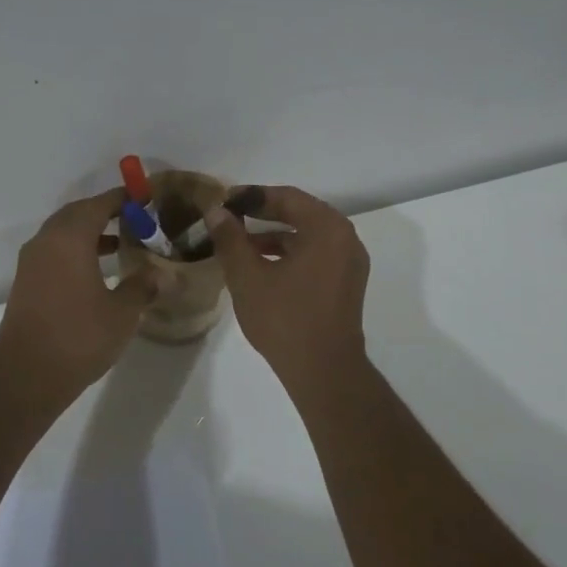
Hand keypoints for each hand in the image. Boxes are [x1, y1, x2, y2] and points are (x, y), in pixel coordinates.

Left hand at [0, 188, 156, 406]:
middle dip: (103, 212)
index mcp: (69, 239)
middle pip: (76, 214)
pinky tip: (96, 270)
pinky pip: (53, 252)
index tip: (143, 197)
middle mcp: (46, 242)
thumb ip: (141, 287)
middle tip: (132, 218)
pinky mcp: (26, 282)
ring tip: (120, 242)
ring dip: (88, 232)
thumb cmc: (79, 337)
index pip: (97, 205)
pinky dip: (75, 250)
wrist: (27, 374)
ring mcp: (31, 262)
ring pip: (62, 233)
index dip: (121, 199)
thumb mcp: (122, 313)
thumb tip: (159, 274)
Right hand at [204, 185, 369, 389]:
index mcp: (327, 228)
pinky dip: (290, 253)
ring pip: (308, 236)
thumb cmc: (284, 318)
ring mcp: (350, 262)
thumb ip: (231, 239)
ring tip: (240, 243)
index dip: (252, 196)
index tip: (224, 201)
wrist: (323, 370)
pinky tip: (262, 266)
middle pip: (300, 213)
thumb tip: (216, 211)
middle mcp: (345, 238)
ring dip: (274, 235)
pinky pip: (316, 254)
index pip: (286, 197)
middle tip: (230, 217)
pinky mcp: (347, 283)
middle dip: (263, 214)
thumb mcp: (247, 276)